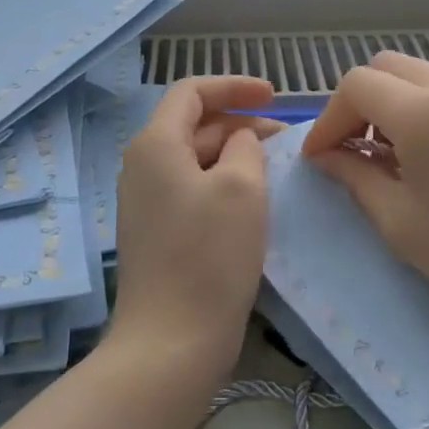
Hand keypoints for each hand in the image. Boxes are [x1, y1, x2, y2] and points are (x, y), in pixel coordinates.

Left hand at [106, 76, 282, 385]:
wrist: (171, 342)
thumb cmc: (209, 256)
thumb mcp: (241, 188)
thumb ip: (244, 147)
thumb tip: (238, 141)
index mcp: (155, 145)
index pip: (191, 92)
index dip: (234, 86)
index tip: (274, 96)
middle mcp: (142, 167)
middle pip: (193, 125)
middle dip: (240, 123)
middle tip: (285, 140)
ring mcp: (146, 202)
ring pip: (195, 160)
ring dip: (234, 155)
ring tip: (275, 168)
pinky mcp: (157, 233)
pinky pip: (192, 190)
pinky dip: (223, 183)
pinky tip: (252, 202)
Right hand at [302, 54, 428, 358]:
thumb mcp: (400, 223)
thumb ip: (355, 178)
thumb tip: (328, 157)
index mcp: (422, 113)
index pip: (356, 86)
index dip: (328, 119)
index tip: (319, 160)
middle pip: (384, 67)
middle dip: (355, 104)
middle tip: (349, 152)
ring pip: (415, 76)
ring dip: (387, 104)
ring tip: (384, 158)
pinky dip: (416, 109)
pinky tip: (421, 157)